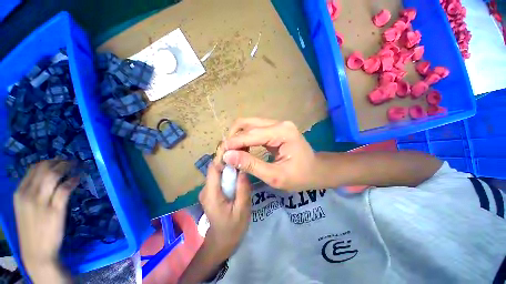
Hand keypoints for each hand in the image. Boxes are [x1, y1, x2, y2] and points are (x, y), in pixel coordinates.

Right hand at [14, 160, 77, 277]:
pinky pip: (64, 189)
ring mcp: (41, 203)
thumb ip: (32, 193)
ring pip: (53, 176)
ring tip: (76, 165)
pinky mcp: (55, 210)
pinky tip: (78, 178)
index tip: (58, 160)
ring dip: (66, 168)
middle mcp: (28, 195)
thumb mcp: (25, 208)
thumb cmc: (32, 230)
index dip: (48, 162)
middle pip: (44, 169)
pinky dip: (72, 181)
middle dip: (58, 162)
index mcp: (19, 193)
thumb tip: (47, 177)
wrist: (37, 252)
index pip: (33, 169)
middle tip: (70, 161)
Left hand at [198, 163, 251, 260]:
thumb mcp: (242, 209)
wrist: (222, 242)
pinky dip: (228, 175)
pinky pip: (219, 178)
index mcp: (211, 194)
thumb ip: (243, 189)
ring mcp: (207, 191)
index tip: (237, 151)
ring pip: (218, 172)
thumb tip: (243, 169)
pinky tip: (237, 176)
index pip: (213, 168)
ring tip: (242, 165)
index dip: (223, 158)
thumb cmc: (232, 228)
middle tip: (243, 158)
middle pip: (215, 169)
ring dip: (229, 167)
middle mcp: (205, 190)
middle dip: (228, 161)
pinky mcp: (211, 192)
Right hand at [221, 118, 318, 190]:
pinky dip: (244, 138)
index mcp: (282, 132)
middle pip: (247, 123)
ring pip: (248, 125)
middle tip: (225, 153)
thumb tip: (228, 156)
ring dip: (237, 137)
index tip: (220, 155)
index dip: (233, 143)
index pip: (250, 134)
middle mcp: (278, 123)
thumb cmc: (300, 176)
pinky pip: (254, 129)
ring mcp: (276, 124)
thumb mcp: (275, 176)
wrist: (316, 170)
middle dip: (232, 138)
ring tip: (231, 152)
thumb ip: (251, 165)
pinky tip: (241, 149)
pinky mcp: (274, 129)